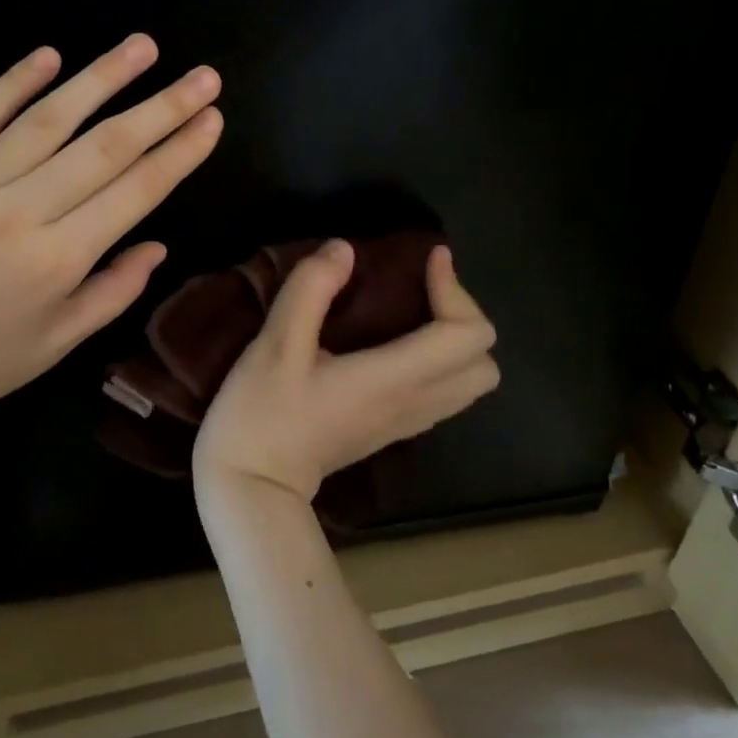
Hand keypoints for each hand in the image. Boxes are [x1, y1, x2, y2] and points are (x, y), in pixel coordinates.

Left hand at [0, 35, 222, 448]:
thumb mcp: (58, 343)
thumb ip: (114, 290)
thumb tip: (157, 243)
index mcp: (56, 261)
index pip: (135, 191)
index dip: (180, 152)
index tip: (212, 119)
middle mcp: (16, 213)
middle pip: (104, 146)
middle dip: (162, 107)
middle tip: (204, 76)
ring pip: (47, 118)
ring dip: (101, 78)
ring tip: (143, 47)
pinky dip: (14, 82)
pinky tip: (51, 54)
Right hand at [193, 240, 499, 503]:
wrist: (253, 489)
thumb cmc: (261, 415)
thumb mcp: (275, 345)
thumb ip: (310, 291)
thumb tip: (344, 249)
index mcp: (392, 379)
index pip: (467, 335)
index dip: (455, 288)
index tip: (427, 259)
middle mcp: (413, 403)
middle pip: (484, 364)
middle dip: (463, 315)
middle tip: (423, 287)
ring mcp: (405, 423)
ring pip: (469, 384)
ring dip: (455, 339)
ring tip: (415, 309)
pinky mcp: (391, 431)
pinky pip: (444, 394)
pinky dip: (439, 361)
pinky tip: (396, 343)